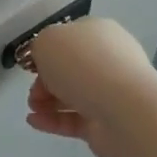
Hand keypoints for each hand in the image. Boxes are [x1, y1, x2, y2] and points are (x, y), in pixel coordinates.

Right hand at [24, 17, 156, 156]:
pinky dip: (53, 120)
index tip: (32, 64)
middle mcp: (109, 60)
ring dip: (47, 101)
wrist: (124, 110)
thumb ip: (40, 46)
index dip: (48, 51)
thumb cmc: (83, 65)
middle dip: (45, 80)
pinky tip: (34, 121)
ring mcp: (111, 93)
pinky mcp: (107, 123)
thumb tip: (47, 61)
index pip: (70, 38)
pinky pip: (75, 120)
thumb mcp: (47, 41)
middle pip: (70, 70)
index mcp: (99, 33)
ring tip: (32, 108)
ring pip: (72, 96)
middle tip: (33, 91)